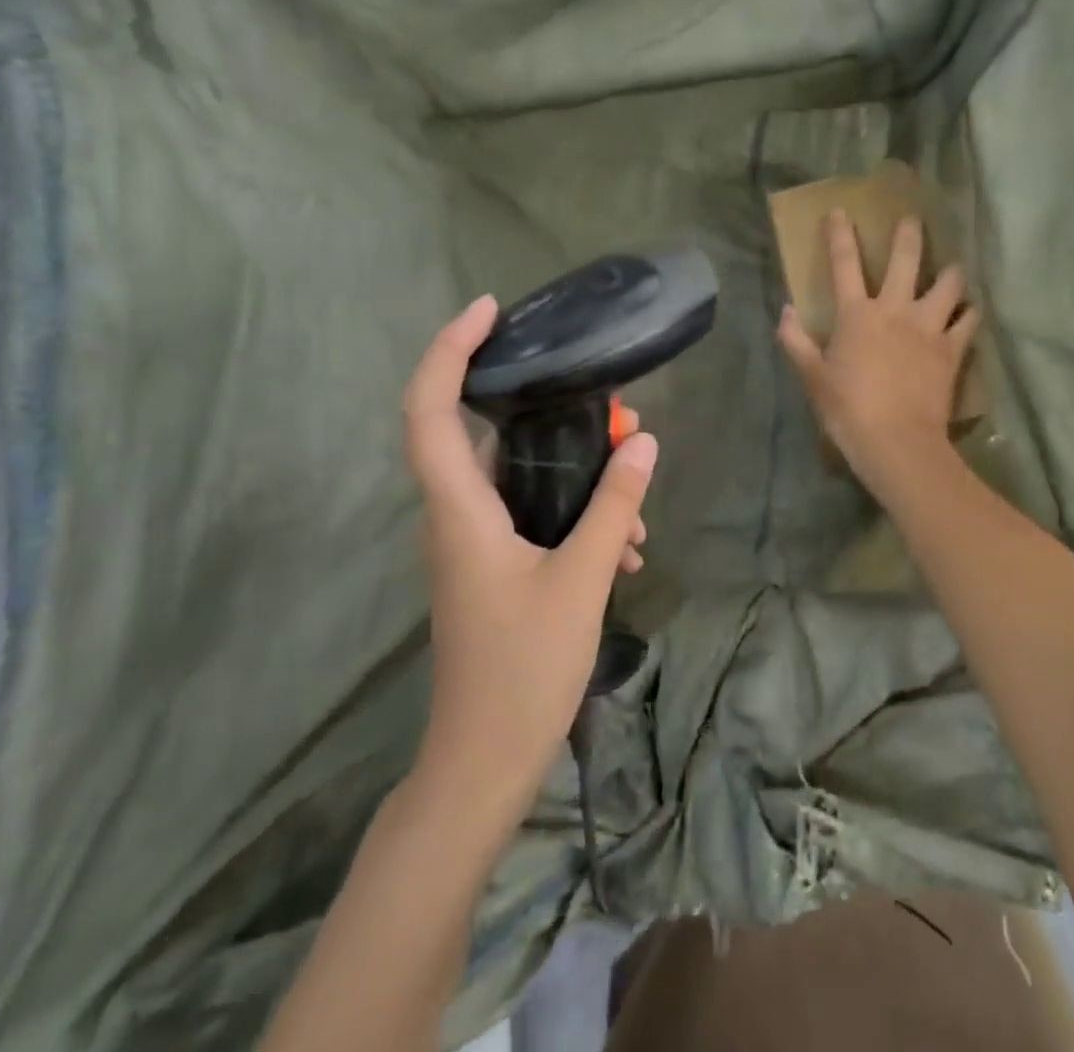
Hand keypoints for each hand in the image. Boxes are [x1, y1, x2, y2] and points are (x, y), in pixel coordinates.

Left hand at [402, 296, 657, 824]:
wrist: (485, 762)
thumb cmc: (524, 669)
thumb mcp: (582, 579)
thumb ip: (612, 505)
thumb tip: (642, 440)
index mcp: (460, 509)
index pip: (431, 409)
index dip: (450, 350)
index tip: (490, 311)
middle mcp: (456, 516)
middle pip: (485, 434)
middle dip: (548, 412)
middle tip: (608, 410)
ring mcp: (474, 544)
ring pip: (520, 479)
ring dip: (576, 474)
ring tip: (633, 495)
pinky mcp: (493, 567)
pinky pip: (533, 515)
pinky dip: (575, 514)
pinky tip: (624, 546)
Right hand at [777, 210, 978, 495]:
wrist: (896, 441)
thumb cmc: (848, 409)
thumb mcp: (812, 377)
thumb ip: (796, 340)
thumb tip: (785, 311)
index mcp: (857, 314)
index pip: (844, 263)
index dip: (839, 234)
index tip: (839, 210)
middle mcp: (895, 309)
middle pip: (905, 259)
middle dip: (909, 234)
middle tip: (913, 219)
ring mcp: (928, 327)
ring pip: (948, 285)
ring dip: (950, 272)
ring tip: (952, 268)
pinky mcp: (952, 349)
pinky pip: (968, 322)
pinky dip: (969, 314)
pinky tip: (969, 311)